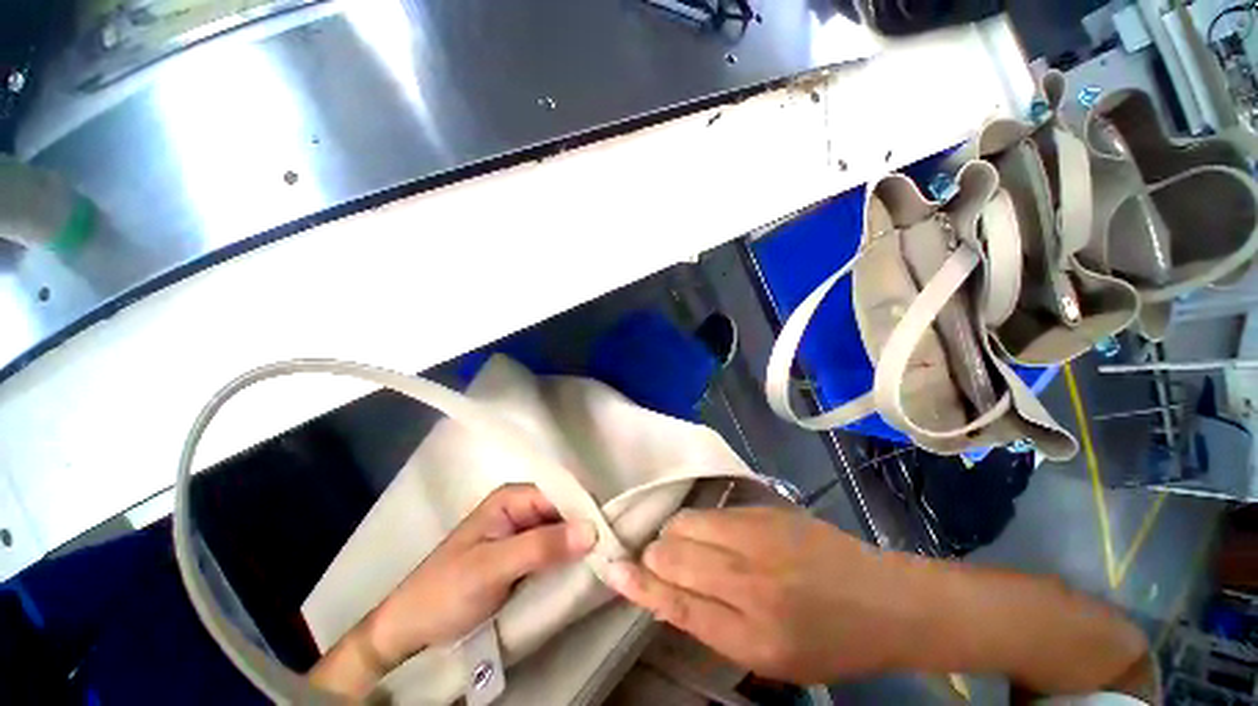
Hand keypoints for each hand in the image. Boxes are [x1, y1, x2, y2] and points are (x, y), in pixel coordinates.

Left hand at [310, 484, 594, 696]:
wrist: (411, 629)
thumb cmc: (446, 591)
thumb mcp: (492, 567)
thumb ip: (541, 546)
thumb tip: (592, 529)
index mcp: (513, 498)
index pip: (562, 493)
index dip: (587, 510)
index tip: (610, 534)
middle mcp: (522, 508)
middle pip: (565, 511)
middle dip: (586, 529)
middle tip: (611, 554)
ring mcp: (523, 533)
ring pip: (563, 531)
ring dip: (580, 546)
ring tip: (605, 564)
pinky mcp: (524, 556)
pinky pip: (555, 551)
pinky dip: (569, 560)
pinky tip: (584, 572)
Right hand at [604, 506, 918, 684]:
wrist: (883, 598)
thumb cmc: (827, 642)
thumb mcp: (768, 659)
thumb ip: (712, 624)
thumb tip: (664, 594)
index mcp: (753, 633)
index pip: (675, 601)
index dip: (639, 584)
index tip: (612, 568)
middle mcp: (750, 579)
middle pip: (674, 554)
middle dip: (654, 555)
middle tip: (657, 561)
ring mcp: (758, 534)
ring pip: (688, 523)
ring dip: (674, 535)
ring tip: (684, 547)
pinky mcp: (765, 509)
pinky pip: (712, 511)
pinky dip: (699, 523)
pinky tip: (710, 534)